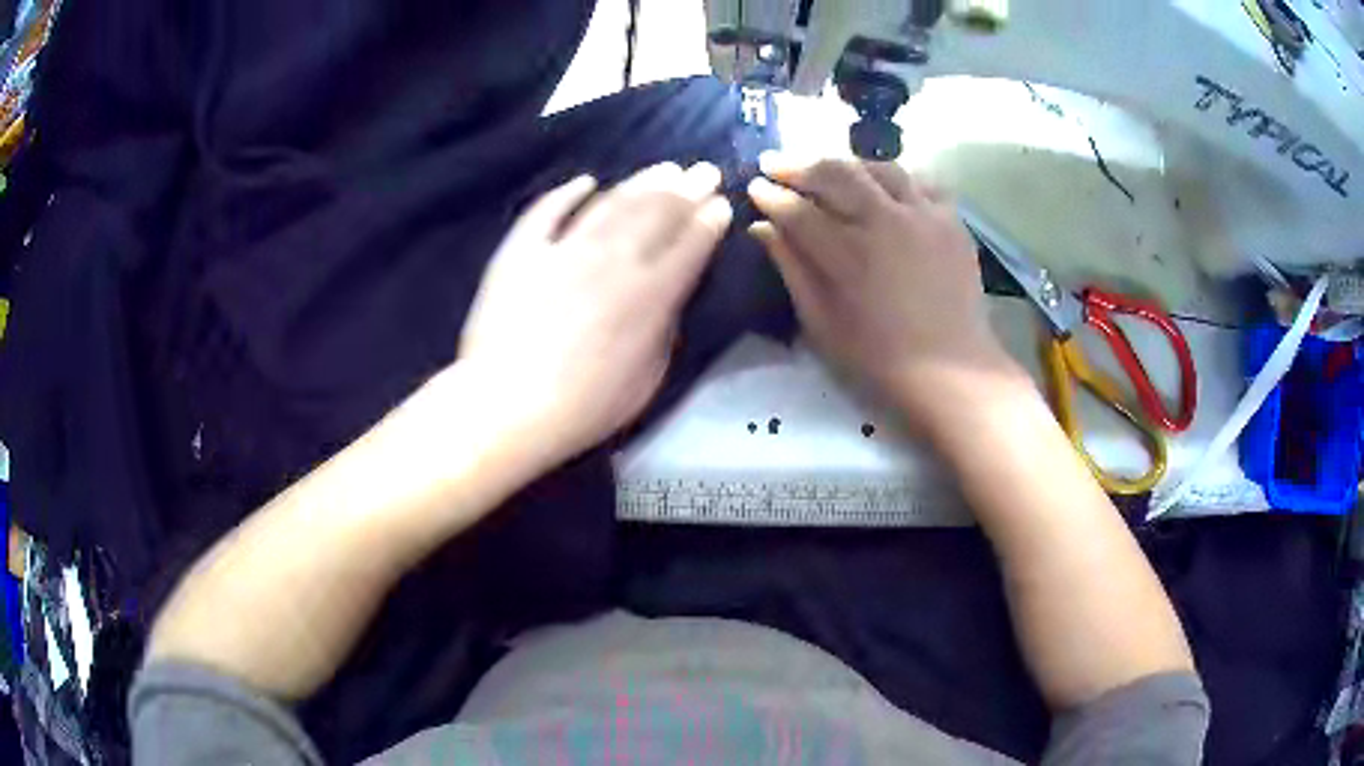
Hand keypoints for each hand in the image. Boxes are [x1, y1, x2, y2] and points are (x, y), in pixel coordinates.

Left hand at [460, 162, 732, 467]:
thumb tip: (668, 299)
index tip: (721, 203)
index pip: (690, 246)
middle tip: (704, 171)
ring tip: (663, 169)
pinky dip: (567, 193)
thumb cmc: (584, 407)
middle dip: (687, 190)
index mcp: (649, 294)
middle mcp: (612, 259)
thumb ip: (663, 331)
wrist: (506, 405)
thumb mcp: (647, 379)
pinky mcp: (521, 251)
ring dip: (642, 182)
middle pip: (657, 212)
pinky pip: (546, 211)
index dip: (709, 222)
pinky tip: (585, 181)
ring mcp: (563, 249)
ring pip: (610, 203)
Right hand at [747, 154, 1016, 424]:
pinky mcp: (951, 219)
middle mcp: (885, 220)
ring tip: (829, 170)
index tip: (754, 187)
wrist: (950, 370)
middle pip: (835, 172)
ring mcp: (923, 214)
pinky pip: (920, 181)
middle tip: (775, 164)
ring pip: (877, 167)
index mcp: (848, 253)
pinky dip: (894, 178)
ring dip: (846, 164)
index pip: (797, 209)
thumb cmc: (879, 358)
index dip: (771, 196)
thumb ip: (792, 269)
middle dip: (798, 164)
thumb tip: (762, 228)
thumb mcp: (822, 323)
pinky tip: (883, 187)